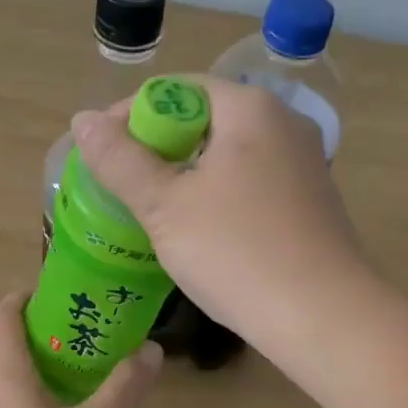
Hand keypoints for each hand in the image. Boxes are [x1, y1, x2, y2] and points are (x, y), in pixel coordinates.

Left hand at [0, 292, 161, 407]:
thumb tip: (150, 349)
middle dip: (40, 341)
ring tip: (82, 390)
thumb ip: (123, 389)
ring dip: (38, 380)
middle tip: (83, 344)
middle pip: (5, 352)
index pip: (2, 317)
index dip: (23, 297)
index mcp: (6, 377)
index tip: (55, 293)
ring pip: (7, 390)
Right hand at [71, 77, 369, 352]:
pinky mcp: (311, 202)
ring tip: (151, 208)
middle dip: (157, 147)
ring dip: (186, 174)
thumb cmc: (237, 253)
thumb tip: (82, 120)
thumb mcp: (164, 206)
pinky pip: (251, 182)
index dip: (129, 114)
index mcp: (250, 109)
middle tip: (121, 184)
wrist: (325, 318)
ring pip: (228, 154)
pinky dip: (217, 194)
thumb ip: (120, 160)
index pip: (177, 89)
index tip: (98, 151)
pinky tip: (199, 230)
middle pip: (205, 119)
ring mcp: (304, 164)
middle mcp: (284, 124)